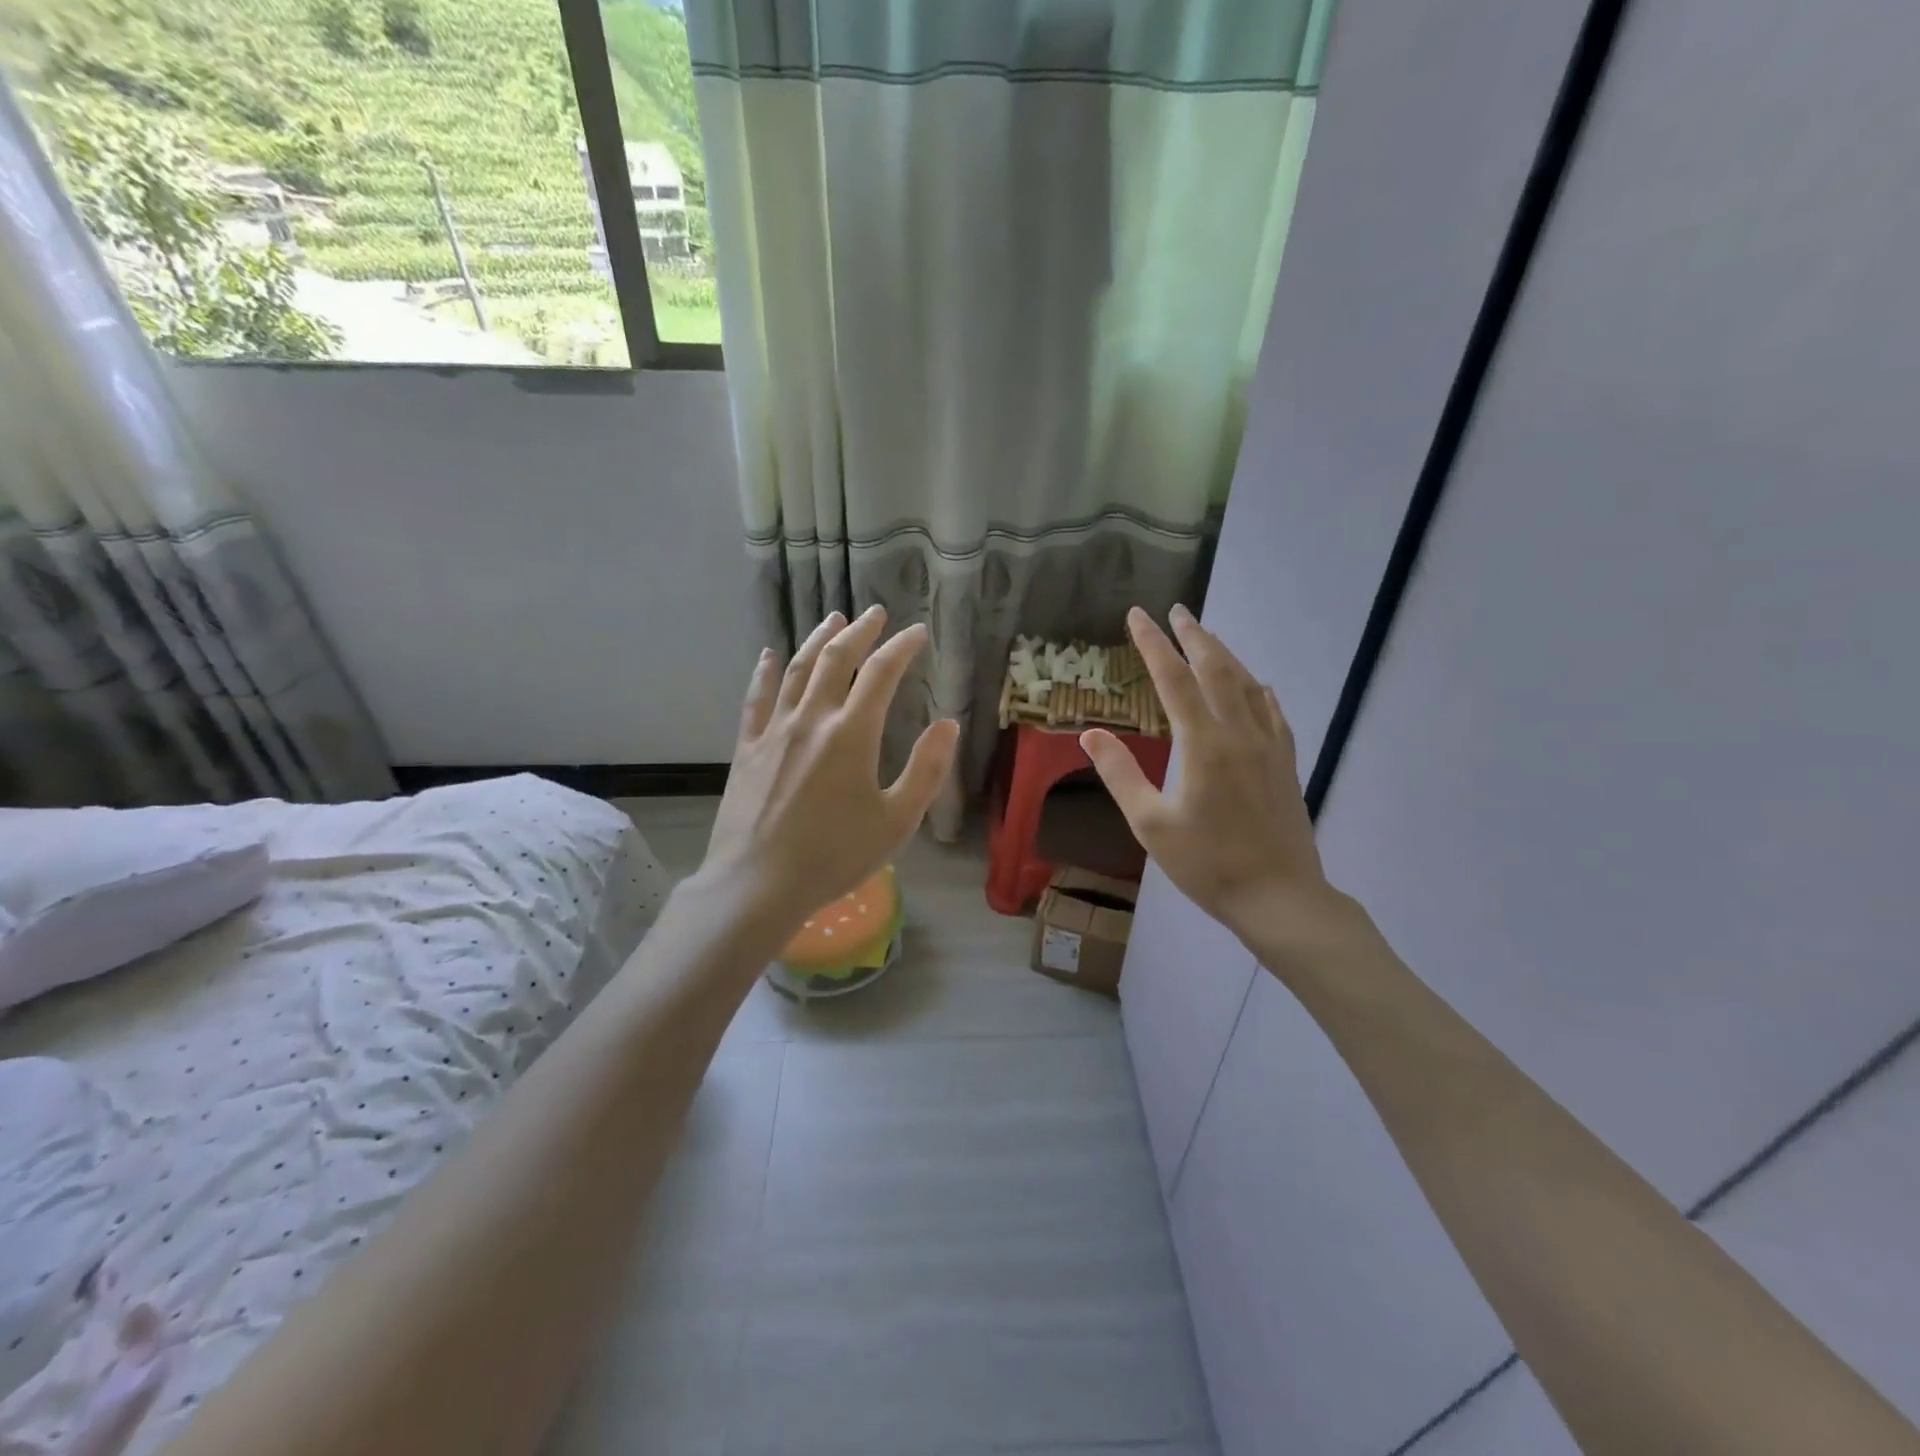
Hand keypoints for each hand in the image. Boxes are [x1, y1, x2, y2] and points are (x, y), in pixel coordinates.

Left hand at [697, 606, 959, 932]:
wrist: (758, 883)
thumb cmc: (835, 856)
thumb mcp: (897, 821)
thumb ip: (926, 769)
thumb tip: (947, 724)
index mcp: (852, 734)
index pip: (882, 674)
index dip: (902, 648)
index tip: (917, 633)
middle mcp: (812, 720)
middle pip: (837, 660)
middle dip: (860, 632)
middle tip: (876, 614)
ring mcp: (775, 731)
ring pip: (798, 670)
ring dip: (818, 640)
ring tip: (833, 619)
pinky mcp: (748, 748)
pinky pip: (757, 699)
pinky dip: (765, 672)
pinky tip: (769, 655)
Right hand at [1081, 605, 1353, 961]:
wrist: (1280, 896)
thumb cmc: (1207, 864)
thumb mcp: (1150, 824)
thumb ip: (1120, 774)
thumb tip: (1091, 734)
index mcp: (1203, 744)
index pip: (1173, 679)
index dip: (1153, 644)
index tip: (1138, 615)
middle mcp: (1239, 733)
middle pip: (1216, 669)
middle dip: (1194, 636)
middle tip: (1177, 610)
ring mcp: (1269, 745)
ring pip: (1248, 684)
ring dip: (1225, 654)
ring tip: (1206, 637)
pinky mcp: (1286, 762)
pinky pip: (1272, 710)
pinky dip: (1257, 688)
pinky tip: (1256, 685)